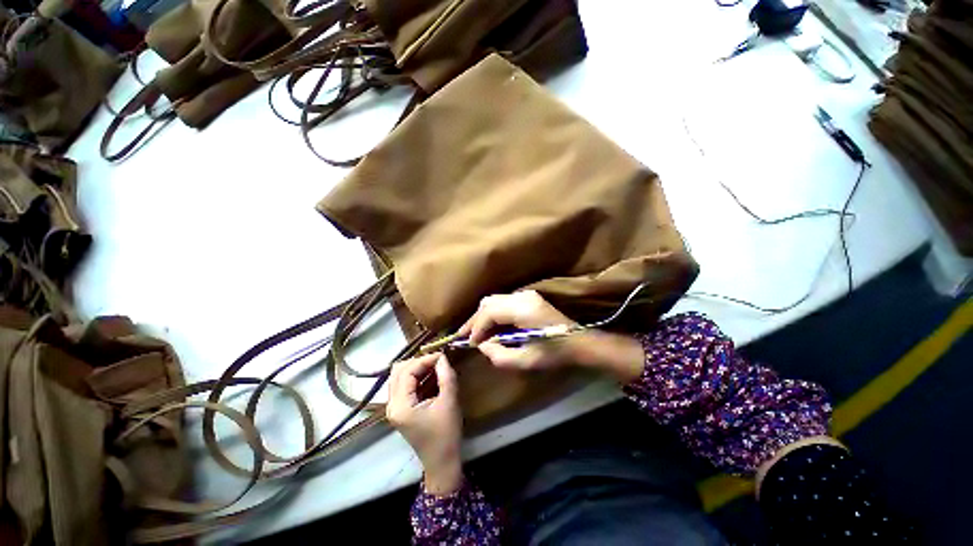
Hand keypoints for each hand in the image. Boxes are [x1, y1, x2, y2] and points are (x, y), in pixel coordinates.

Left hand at [387, 353, 462, 494]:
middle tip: (438, 361)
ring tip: (436, 367)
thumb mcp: (449, 402)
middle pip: (398, 371)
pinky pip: (404, 385)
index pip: (407, 371)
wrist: (442, 462)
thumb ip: (446, 376)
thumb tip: (442, 357)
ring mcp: (394, 408)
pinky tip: (431, 377)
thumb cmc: (446, 434)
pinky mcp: (401, 409)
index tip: (442, 355)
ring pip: (400, 376)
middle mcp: (391, 405)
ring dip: (417, 368)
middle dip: (418, 362)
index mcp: (400, 405)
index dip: (424, 360)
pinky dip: (416, 377)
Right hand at [457, 291, 577, 370]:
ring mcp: (526, 295)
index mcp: (523, 309)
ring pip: (493, 300)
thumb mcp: (525, 361)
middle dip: (475, 320)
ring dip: (482, 316)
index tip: (469, 343)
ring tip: (474, 333)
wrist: (578, 342)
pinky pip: (502, 302)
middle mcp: (523, 297)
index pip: (490, 312)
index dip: (476, 327)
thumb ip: (499, 355)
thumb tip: (482, 344)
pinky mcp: (527, 298)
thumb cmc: (554, 353)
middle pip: (488, 302)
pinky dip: (492, 314)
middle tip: (465, 336)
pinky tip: (489, 327)